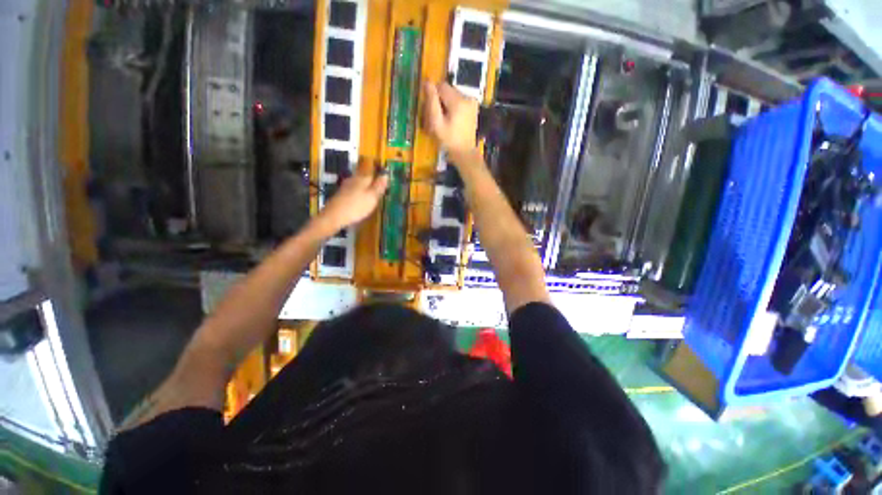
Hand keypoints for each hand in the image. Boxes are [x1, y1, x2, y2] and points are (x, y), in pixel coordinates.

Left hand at [315, 170, 387, 234]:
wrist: (334, 216)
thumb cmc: (356, 207)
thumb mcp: (372, 197)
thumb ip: (379, 186)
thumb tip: (386, 175)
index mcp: (362, 179)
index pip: (373, 174)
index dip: (379, 180)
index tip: (385, 187)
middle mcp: (353, 179)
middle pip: (365, 179)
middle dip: (372, 185)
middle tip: (379, 193)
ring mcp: (345, 187)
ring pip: (358, 185)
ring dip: (365, 190)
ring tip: (371, 198)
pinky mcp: (340, 195)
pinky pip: (353, 192)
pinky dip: (358, 196)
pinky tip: (360, 202)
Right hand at [423, 81, 479, 161]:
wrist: (465, 152)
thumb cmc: (449, 141)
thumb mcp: (437, 124)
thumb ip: (432, 102)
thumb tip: (427, 82)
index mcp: (458, 101)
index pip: (441, 86)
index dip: (433, 96)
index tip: (431, 110)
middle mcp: (467, 97)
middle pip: (447, 90)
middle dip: (440, 100)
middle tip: (436, 117)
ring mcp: (472, 102)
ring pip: (452, 95)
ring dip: (446, 104)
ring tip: (444, 120)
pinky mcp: (473, 107)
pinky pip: (459, 101)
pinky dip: (453, 107)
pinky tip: (452, 120)